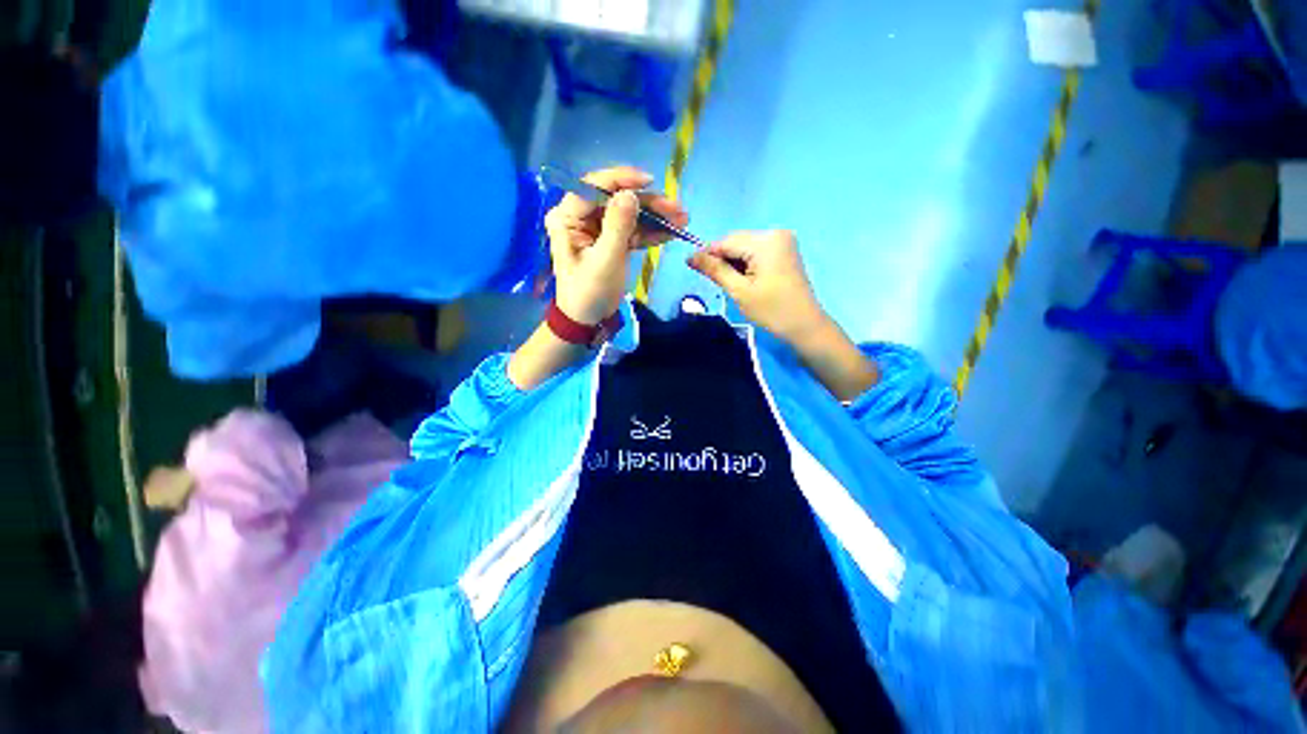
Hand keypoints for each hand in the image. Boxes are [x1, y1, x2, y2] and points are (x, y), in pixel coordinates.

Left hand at [544, 166, 687, 324]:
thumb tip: (631, 194)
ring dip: (655, 218)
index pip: (593, 187)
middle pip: (617, 200)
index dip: (622, 180)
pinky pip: (633, 231)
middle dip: (648, 204)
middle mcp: (581, 218)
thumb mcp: (605, 261)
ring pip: (629, 215)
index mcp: (568, 218)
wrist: (588, 320)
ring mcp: (598, 229)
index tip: (650, 182)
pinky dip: (651, 233)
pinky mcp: (611, 241)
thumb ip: (618, 227)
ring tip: (682, 221)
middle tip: (677, 209)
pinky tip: (670, 233)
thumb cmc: (589, 292)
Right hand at [688, 231, 828, 343]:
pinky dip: (745, 263)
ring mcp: (782, 241)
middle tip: (711, 280)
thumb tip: (690, 256)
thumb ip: (715, 270)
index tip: (690, 266)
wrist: (804, 325)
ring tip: (728, 283)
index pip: (726, 241)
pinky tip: (743, 279)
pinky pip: (756, 251)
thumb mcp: (739, 291)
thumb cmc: (771, 310)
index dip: (707, 253)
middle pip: (736, 241)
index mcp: (766, 241)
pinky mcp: (784, 250)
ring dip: (732, 262)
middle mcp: (775, 233)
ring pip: (745, 247)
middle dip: (721, 258)